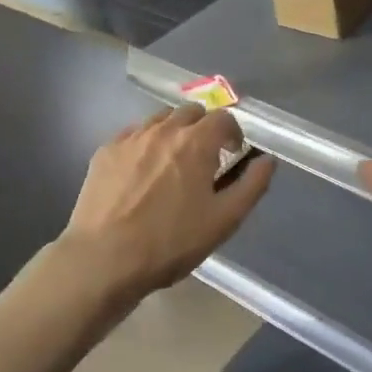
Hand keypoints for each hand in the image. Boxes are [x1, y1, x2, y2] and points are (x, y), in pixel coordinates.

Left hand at [59, 104, 275, 303]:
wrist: (103, 259)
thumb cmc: (170, 242)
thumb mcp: (224, 220)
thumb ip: (252, 185)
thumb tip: (267, 160)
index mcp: (196, 142)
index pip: (223, 118)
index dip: (233, 132)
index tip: (233, 153)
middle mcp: (163, 129)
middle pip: (190, 112)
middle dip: (203, 128)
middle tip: (205, 157)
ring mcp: (130, 138)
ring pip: (159, 119)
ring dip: (174, 132)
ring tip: (173, 161)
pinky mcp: (105, 152)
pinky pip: (132, 134)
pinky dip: (145, 143)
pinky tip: (141, 170)